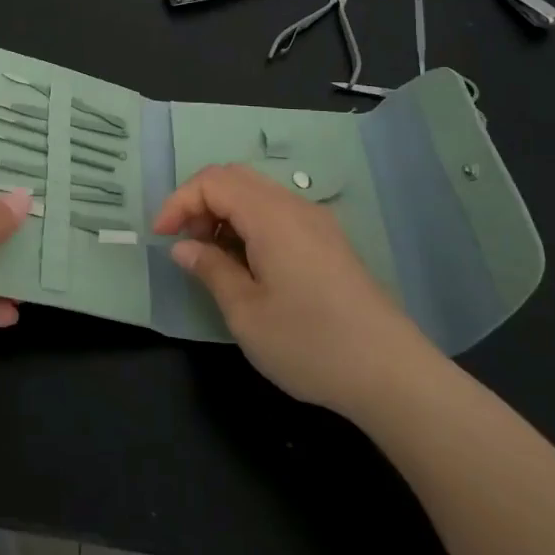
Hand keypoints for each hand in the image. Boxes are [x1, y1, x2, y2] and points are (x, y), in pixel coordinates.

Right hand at [153, 164, 441, 416]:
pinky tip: (247, 264)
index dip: (179, 201)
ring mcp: (317, 223)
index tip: (161, 238)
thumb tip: (184, 247)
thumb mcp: (246, 312)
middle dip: (199, 202)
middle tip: (184, 242)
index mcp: (271, 216)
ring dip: (224, 213)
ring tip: (211, 257)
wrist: (393, 376)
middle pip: (235, 178)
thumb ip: (210, 270)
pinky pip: (278, 213)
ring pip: (257, 193)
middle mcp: (295, 207)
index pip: (213, 181)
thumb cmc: (310, 343)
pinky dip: (249, 224)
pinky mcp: (329, 242)